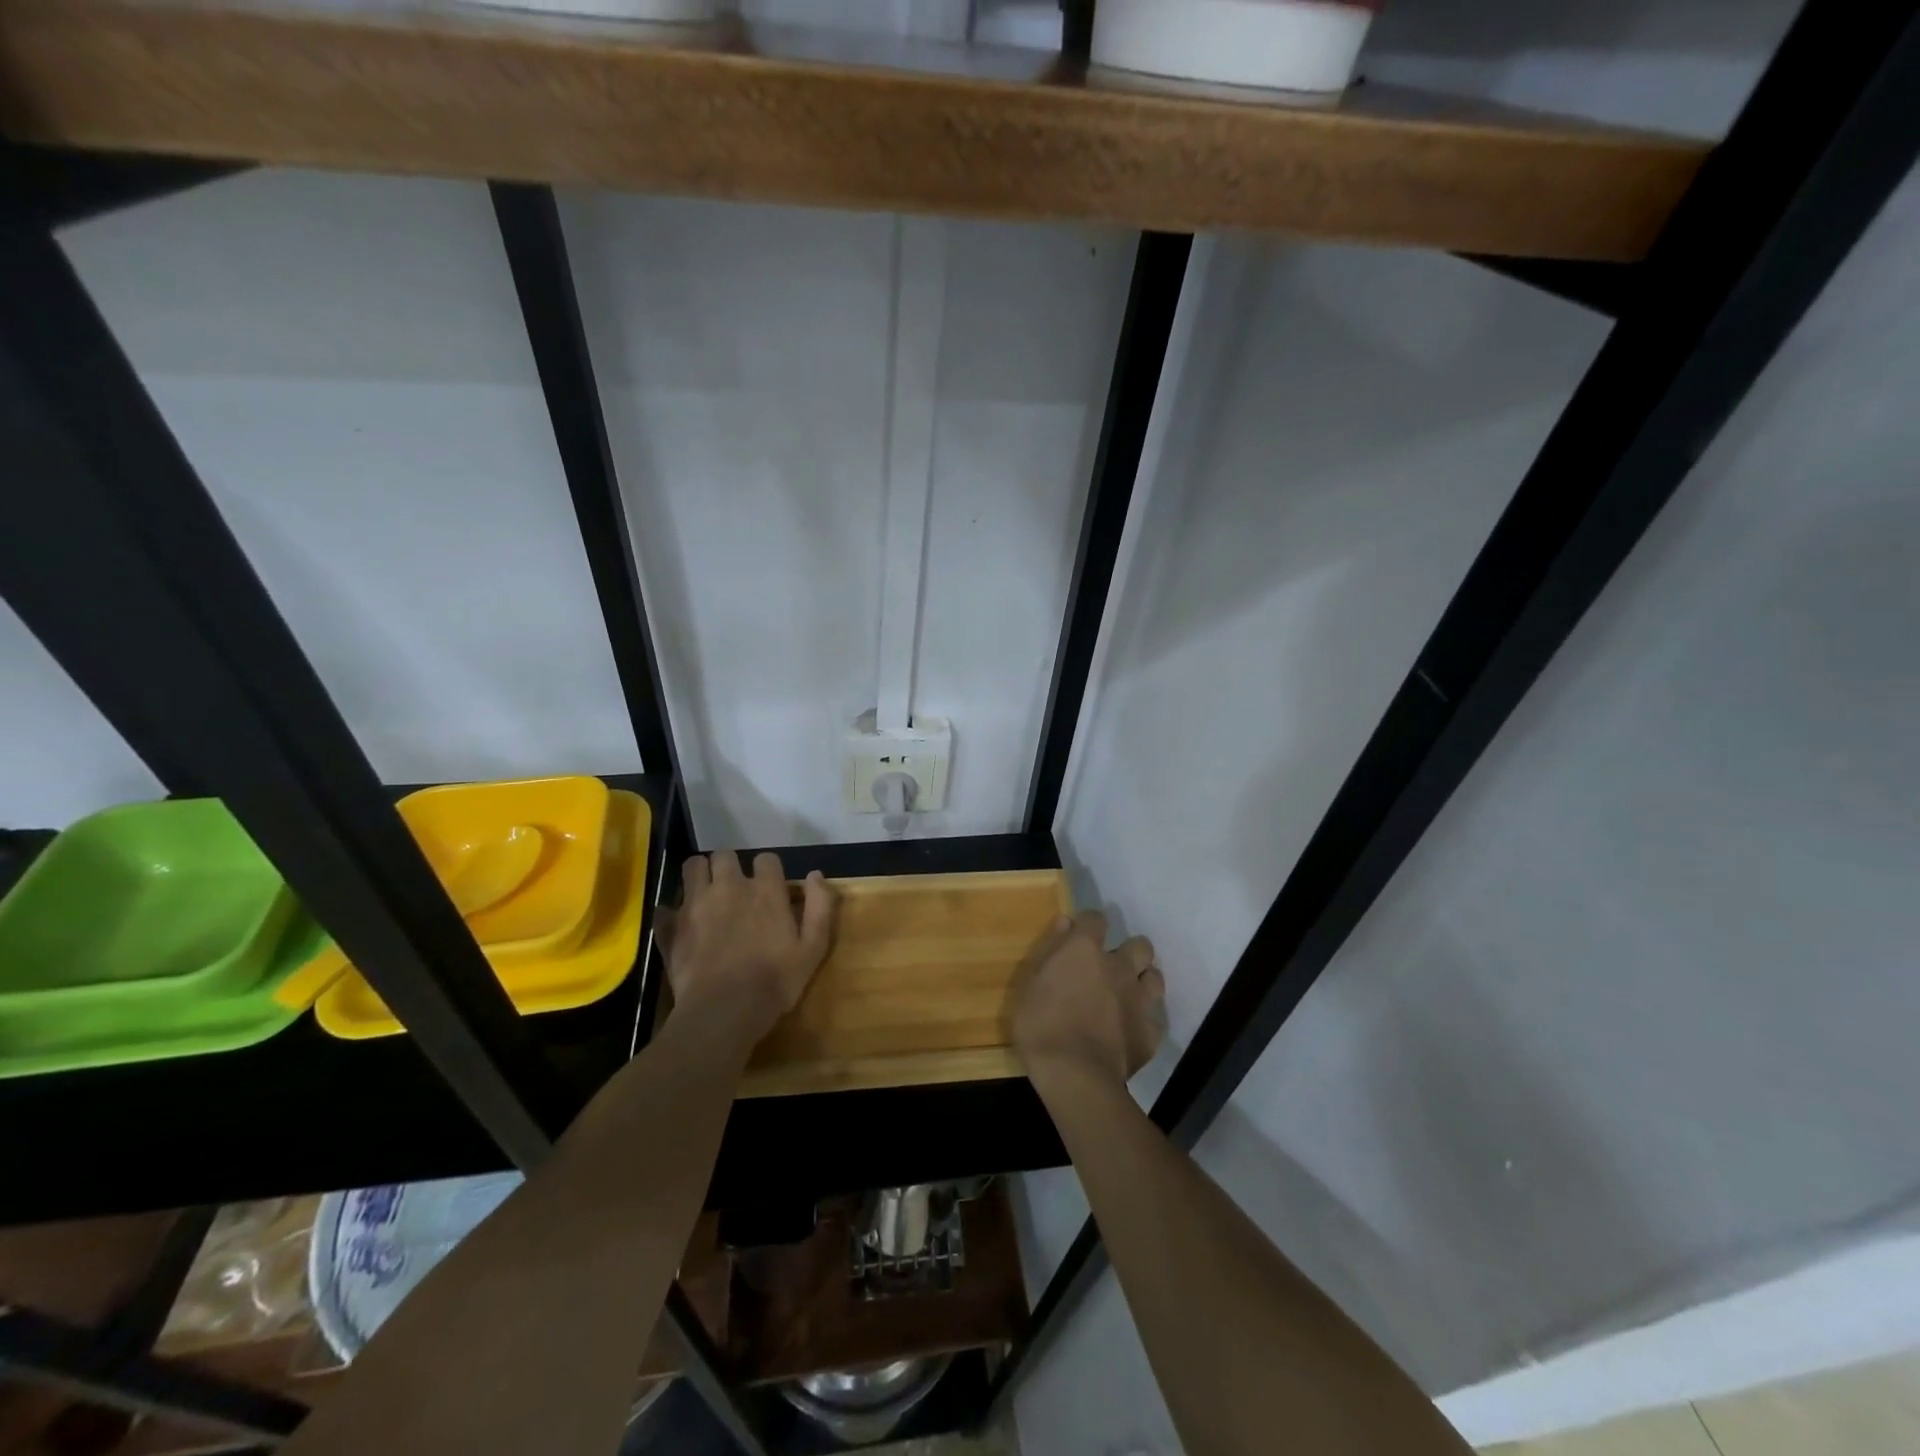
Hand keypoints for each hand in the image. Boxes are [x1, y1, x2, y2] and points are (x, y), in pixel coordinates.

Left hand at [667, 852, 832, 1044]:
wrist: (723, 1011)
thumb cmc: (775, 981)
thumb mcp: (813, 948)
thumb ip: (819, 907)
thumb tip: (815, 875)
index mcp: (764, 890)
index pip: (766, 859)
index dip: (769, 871)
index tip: (770, 889)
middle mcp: (728, 886)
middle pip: (724, 855)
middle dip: (729, 866)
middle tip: (734, 889)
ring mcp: (695, 904)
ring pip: (692, 867)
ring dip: (700, 876)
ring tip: (706, 896)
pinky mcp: (670, 926)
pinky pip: (665, 907)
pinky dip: (672, 913)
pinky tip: (681, 926)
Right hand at [1011, 911, 1165, 1093]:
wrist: (1076, 1075)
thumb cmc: (1041, 1025)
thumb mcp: (1028, 984)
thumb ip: (1049, 949)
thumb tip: (1066, 921)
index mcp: (1085, 950)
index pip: (1096, 918)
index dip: (1088, 925)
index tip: (1079, 937)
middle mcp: (1119, 967)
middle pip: (1139, 946)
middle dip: (1129, 952)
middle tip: (1112, 968)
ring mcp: (1139, 999)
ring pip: (1155, 978)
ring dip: (1143, 982)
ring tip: (1127, 995)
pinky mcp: (1151, 1032)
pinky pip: (1155, 1018)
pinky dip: (1145, 1020)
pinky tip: (1131, 1030)